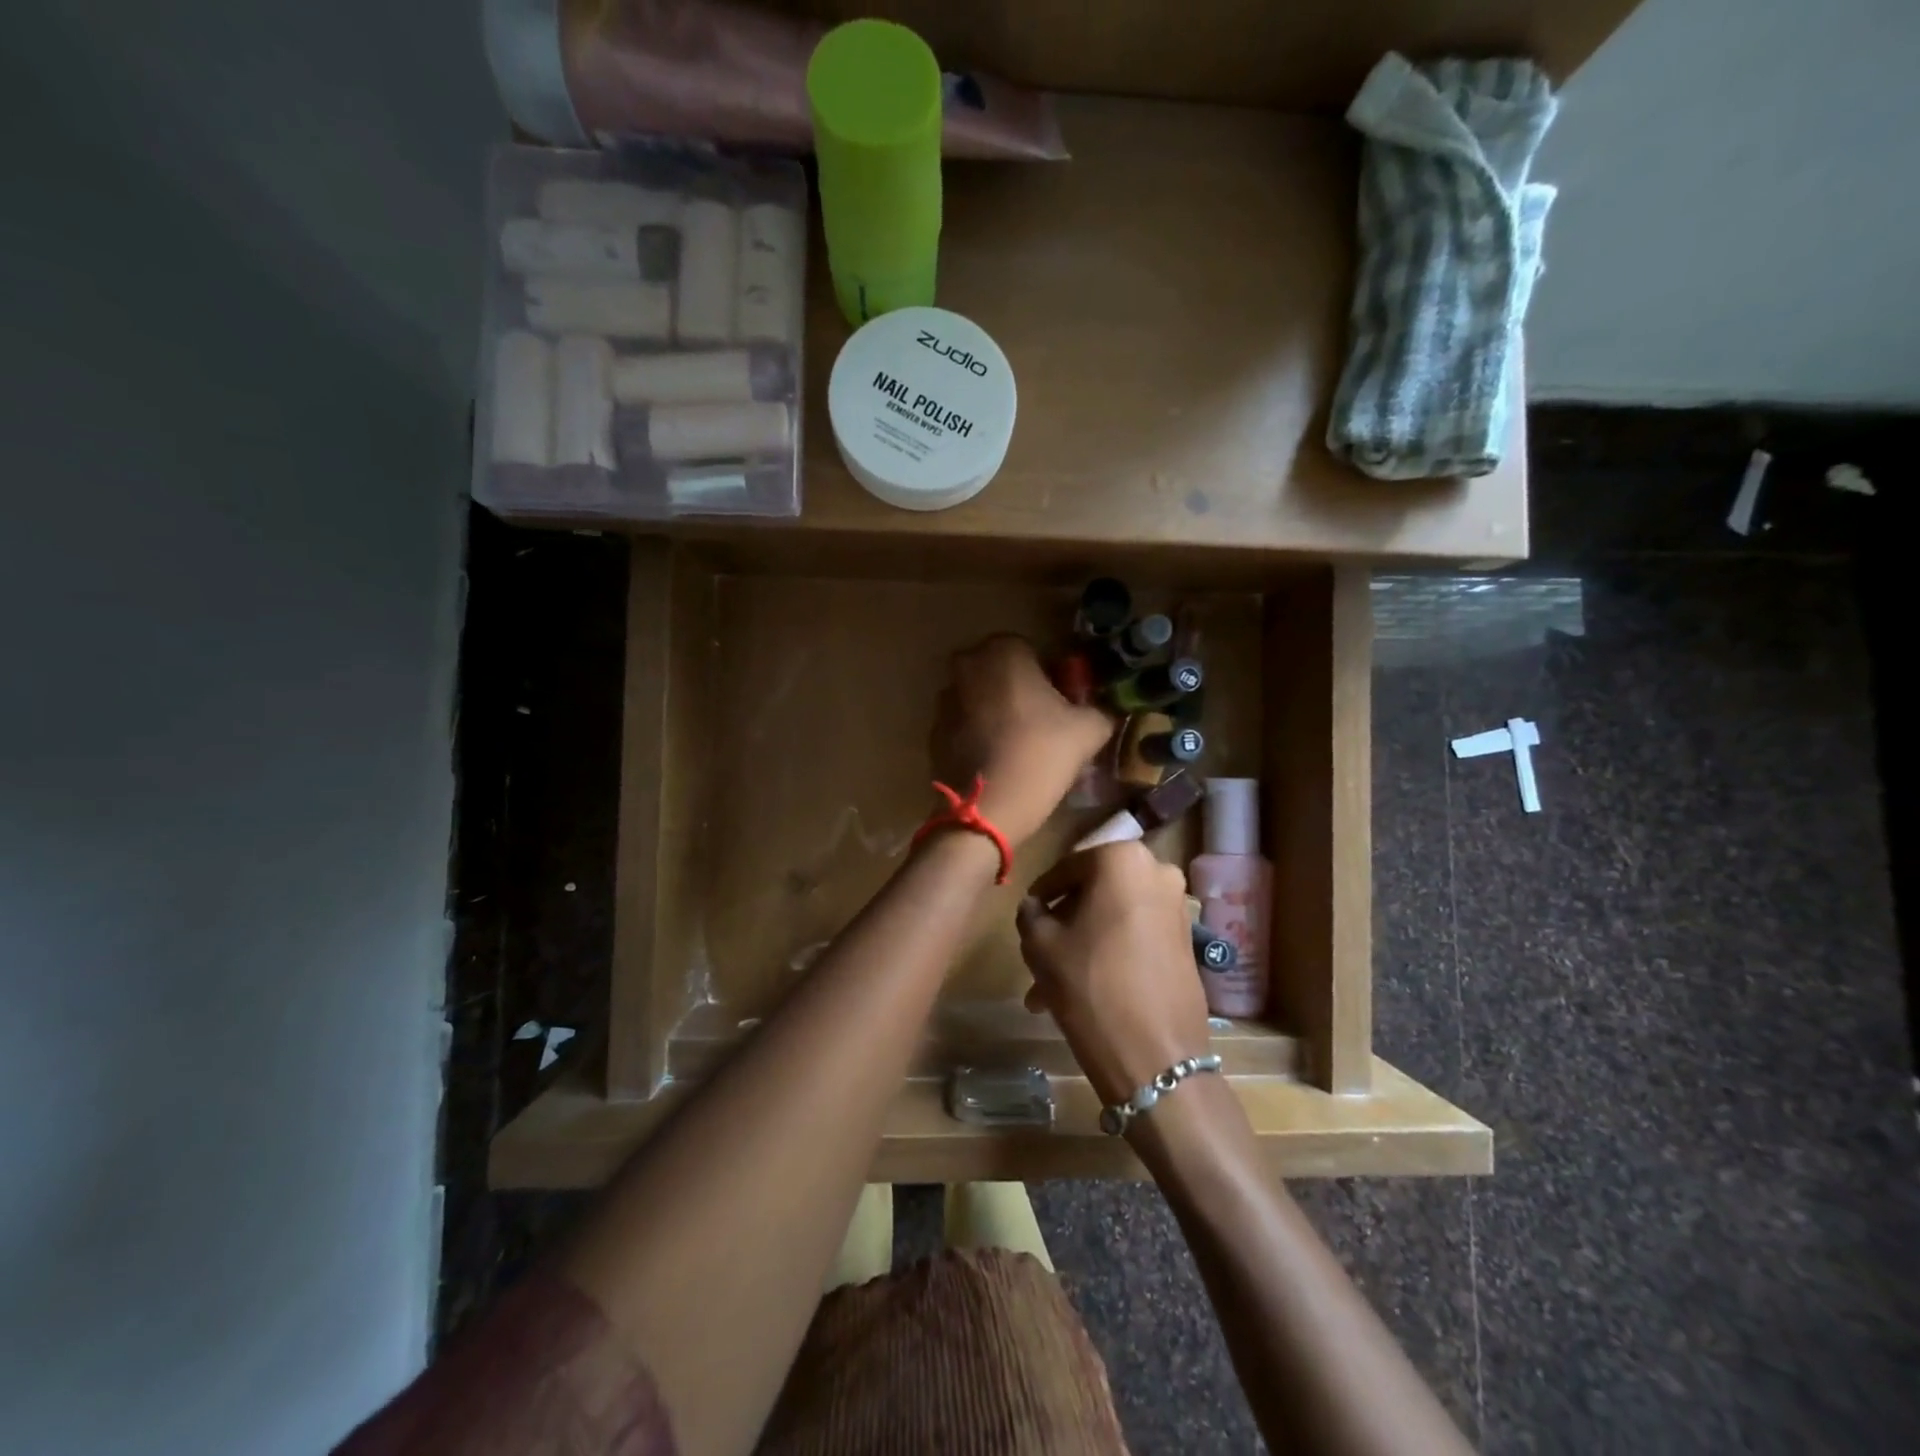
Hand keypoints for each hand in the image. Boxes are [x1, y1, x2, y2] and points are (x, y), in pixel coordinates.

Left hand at [930, 635, 1113, 846]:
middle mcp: (967, 665)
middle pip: (1000, 671)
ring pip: (979, 696)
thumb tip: (1104, 710)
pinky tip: (995, 760)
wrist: (987, 808)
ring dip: (995, 710)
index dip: (1048, 675)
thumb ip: (1101, 710)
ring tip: (1018, 745)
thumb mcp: (1089, 730)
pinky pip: (962, 723)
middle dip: (1018, 689)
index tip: (1060, 703)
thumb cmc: (1040, 755)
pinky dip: (976, 733)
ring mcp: (945, 699)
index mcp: (1003, 652)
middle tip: (1041, 722)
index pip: (1031, 650)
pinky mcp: (933, 730)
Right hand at [1015, 842, 1212, 1104]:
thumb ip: (1031, 914)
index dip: (1042, 893)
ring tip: (1053, 984)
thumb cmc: (1090, 984)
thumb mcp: (1040, 944)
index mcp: (1121, 858)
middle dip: (1066, 922)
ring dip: (1085, 941)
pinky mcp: (1188, 940)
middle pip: (1096, 891)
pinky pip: (1138, 934)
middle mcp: (1157, 871)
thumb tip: (1035, 906)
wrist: (1155, 1054)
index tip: (1028, 914)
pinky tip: (1087, 987)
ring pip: (1116, 916)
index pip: (1067, 867)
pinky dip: (1112, 950)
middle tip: (1040, 951)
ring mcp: (1178, 906)